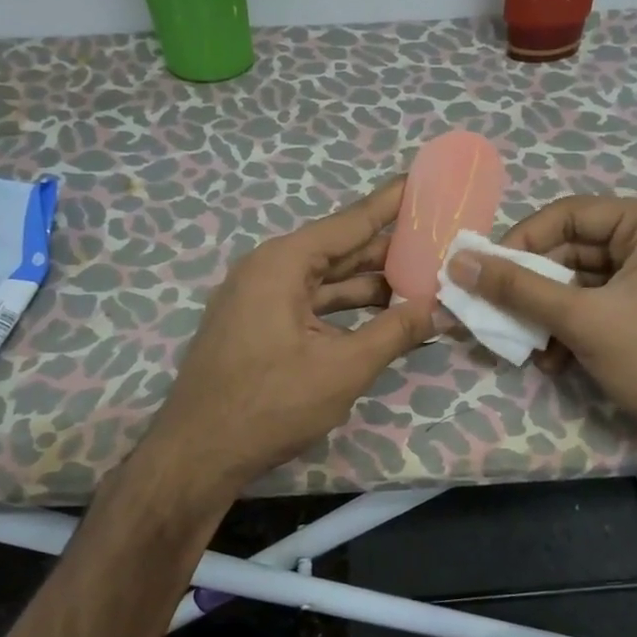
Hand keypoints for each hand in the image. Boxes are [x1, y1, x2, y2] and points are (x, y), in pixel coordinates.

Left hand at [143, 179, 435, 496]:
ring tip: (422, 280)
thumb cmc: (269, 404)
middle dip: (388, 248)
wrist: (197, 455)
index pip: (349, 222)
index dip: (390, 204)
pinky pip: (311, 305)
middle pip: (339, 250)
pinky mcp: (258, 327)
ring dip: (370, 285)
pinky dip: (345, 310)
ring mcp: (259, 300)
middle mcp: (268, 270)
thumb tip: (440, 309)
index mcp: (283, 263)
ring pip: (326, 282)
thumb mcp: (343, 368)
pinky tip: (381, 317)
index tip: (421, 180)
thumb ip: (395, 332)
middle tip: (436, 238)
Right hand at [449, 196, 636, 457]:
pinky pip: (596, 305)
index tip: (483, 273)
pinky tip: (554, 361)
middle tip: (496, 313)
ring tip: (528, 346)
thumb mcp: (581, 319)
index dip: (520, 241)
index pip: (567, 215)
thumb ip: (517, 288)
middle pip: (571, 250)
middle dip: (533, 287)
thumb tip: (459, 262)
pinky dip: (570, 328)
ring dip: (547, 314)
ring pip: (579, 282)